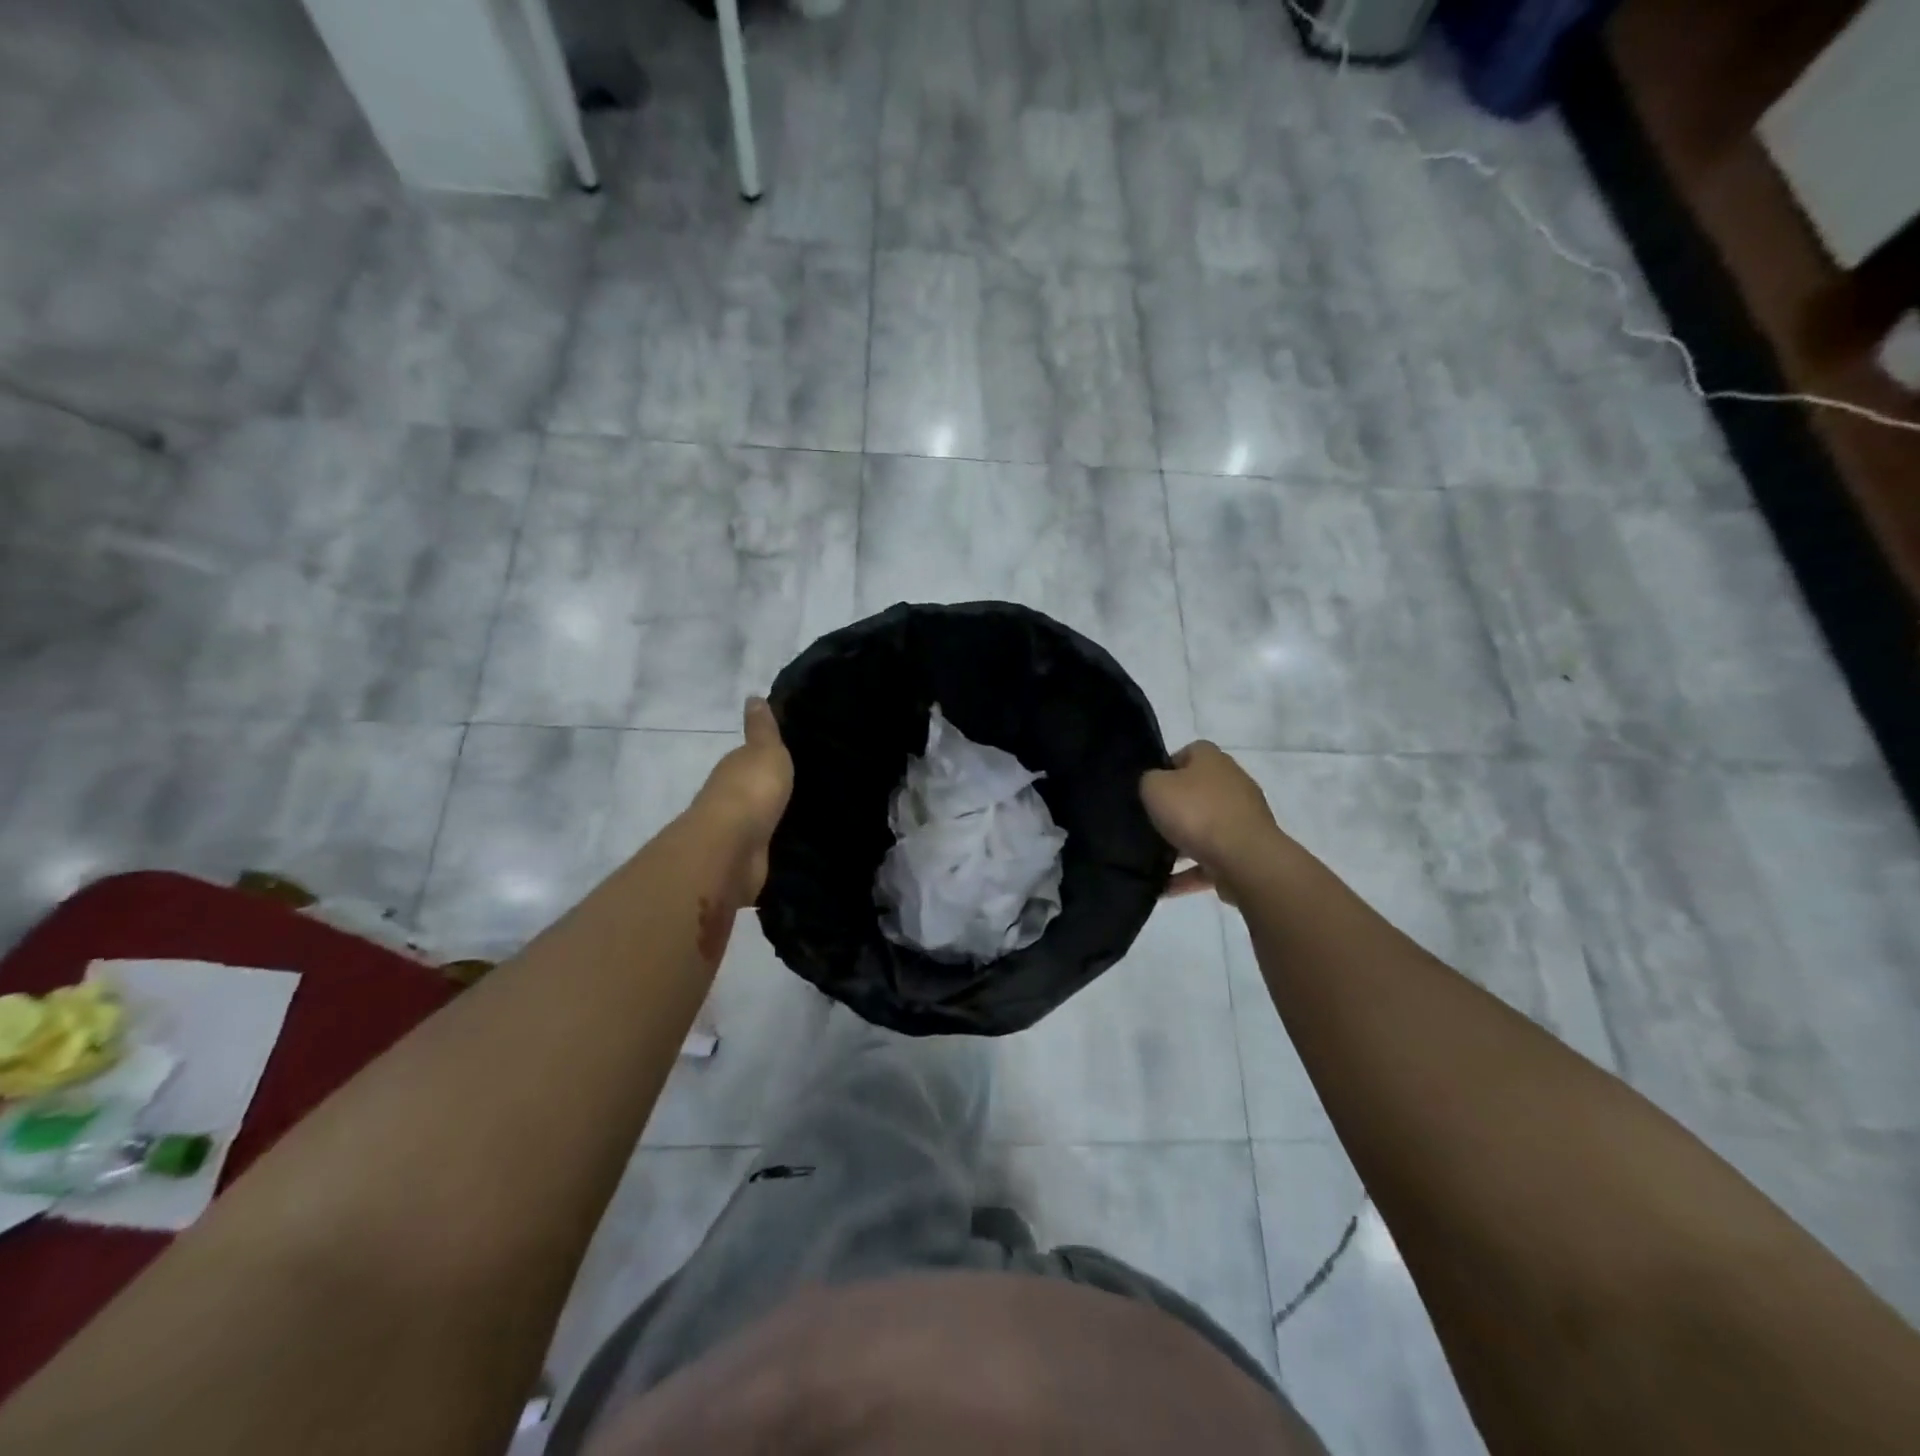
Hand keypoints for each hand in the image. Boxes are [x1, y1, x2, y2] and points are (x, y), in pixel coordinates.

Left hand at [690, 697, 793, 902]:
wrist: (733, 847)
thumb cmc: (751, 790)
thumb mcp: (765, 750)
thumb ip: (763, 729)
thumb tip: (753, 696)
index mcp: (734, 769)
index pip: (748, 760)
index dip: (764, 758)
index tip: (788, 758)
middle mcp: (729, 799)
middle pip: (751, 791)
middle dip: (769, 790)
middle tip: (803, 787)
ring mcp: (735, 833)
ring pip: (757, 820)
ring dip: (771, 819)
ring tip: (806, 817)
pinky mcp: (745, 861)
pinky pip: (764, 847)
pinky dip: (773, 845)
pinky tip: (793, 845)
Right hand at [1140, 742, 1283, 901]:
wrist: (1245, 859)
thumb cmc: (1196, 813)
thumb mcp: (1154, 787)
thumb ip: (1149, 781)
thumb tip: (1155, 787)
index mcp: (1212, 760)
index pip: (1187, 754)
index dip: (1165, 769)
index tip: (1148, 791)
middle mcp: (1232, 783)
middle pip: (1197, 792)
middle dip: (1174, 809)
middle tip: (1149, 824)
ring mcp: (1243, 819)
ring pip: (1205, 828)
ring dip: (1182, 845)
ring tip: (1154, 861)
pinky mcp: (1246, 851)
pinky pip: (1210, 861)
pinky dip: (1189, 873)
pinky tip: (1165, 887)